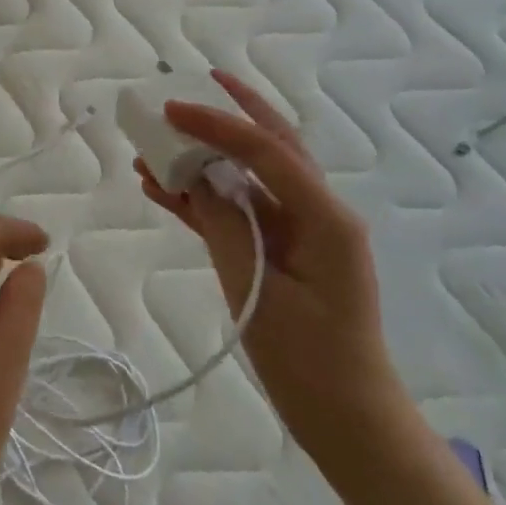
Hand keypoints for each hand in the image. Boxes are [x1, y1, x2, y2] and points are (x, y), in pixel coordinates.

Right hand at [134, 70, 406, 454]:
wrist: (347, 419)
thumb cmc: (311, 363)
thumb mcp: (260, 294)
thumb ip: (225, 229)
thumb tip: (194, 180)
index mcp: (325, 217)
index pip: (267, 151)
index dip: (216, 124)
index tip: (170, 108)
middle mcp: (316, 212)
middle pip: (271, 146)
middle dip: (232, 113)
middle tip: (194, 84)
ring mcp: (298, 232)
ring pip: (249, 177)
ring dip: (208, 157)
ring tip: (158, 140)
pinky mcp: (280, 252)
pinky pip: (239, 212)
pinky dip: (204, 198)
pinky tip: (162, 189)